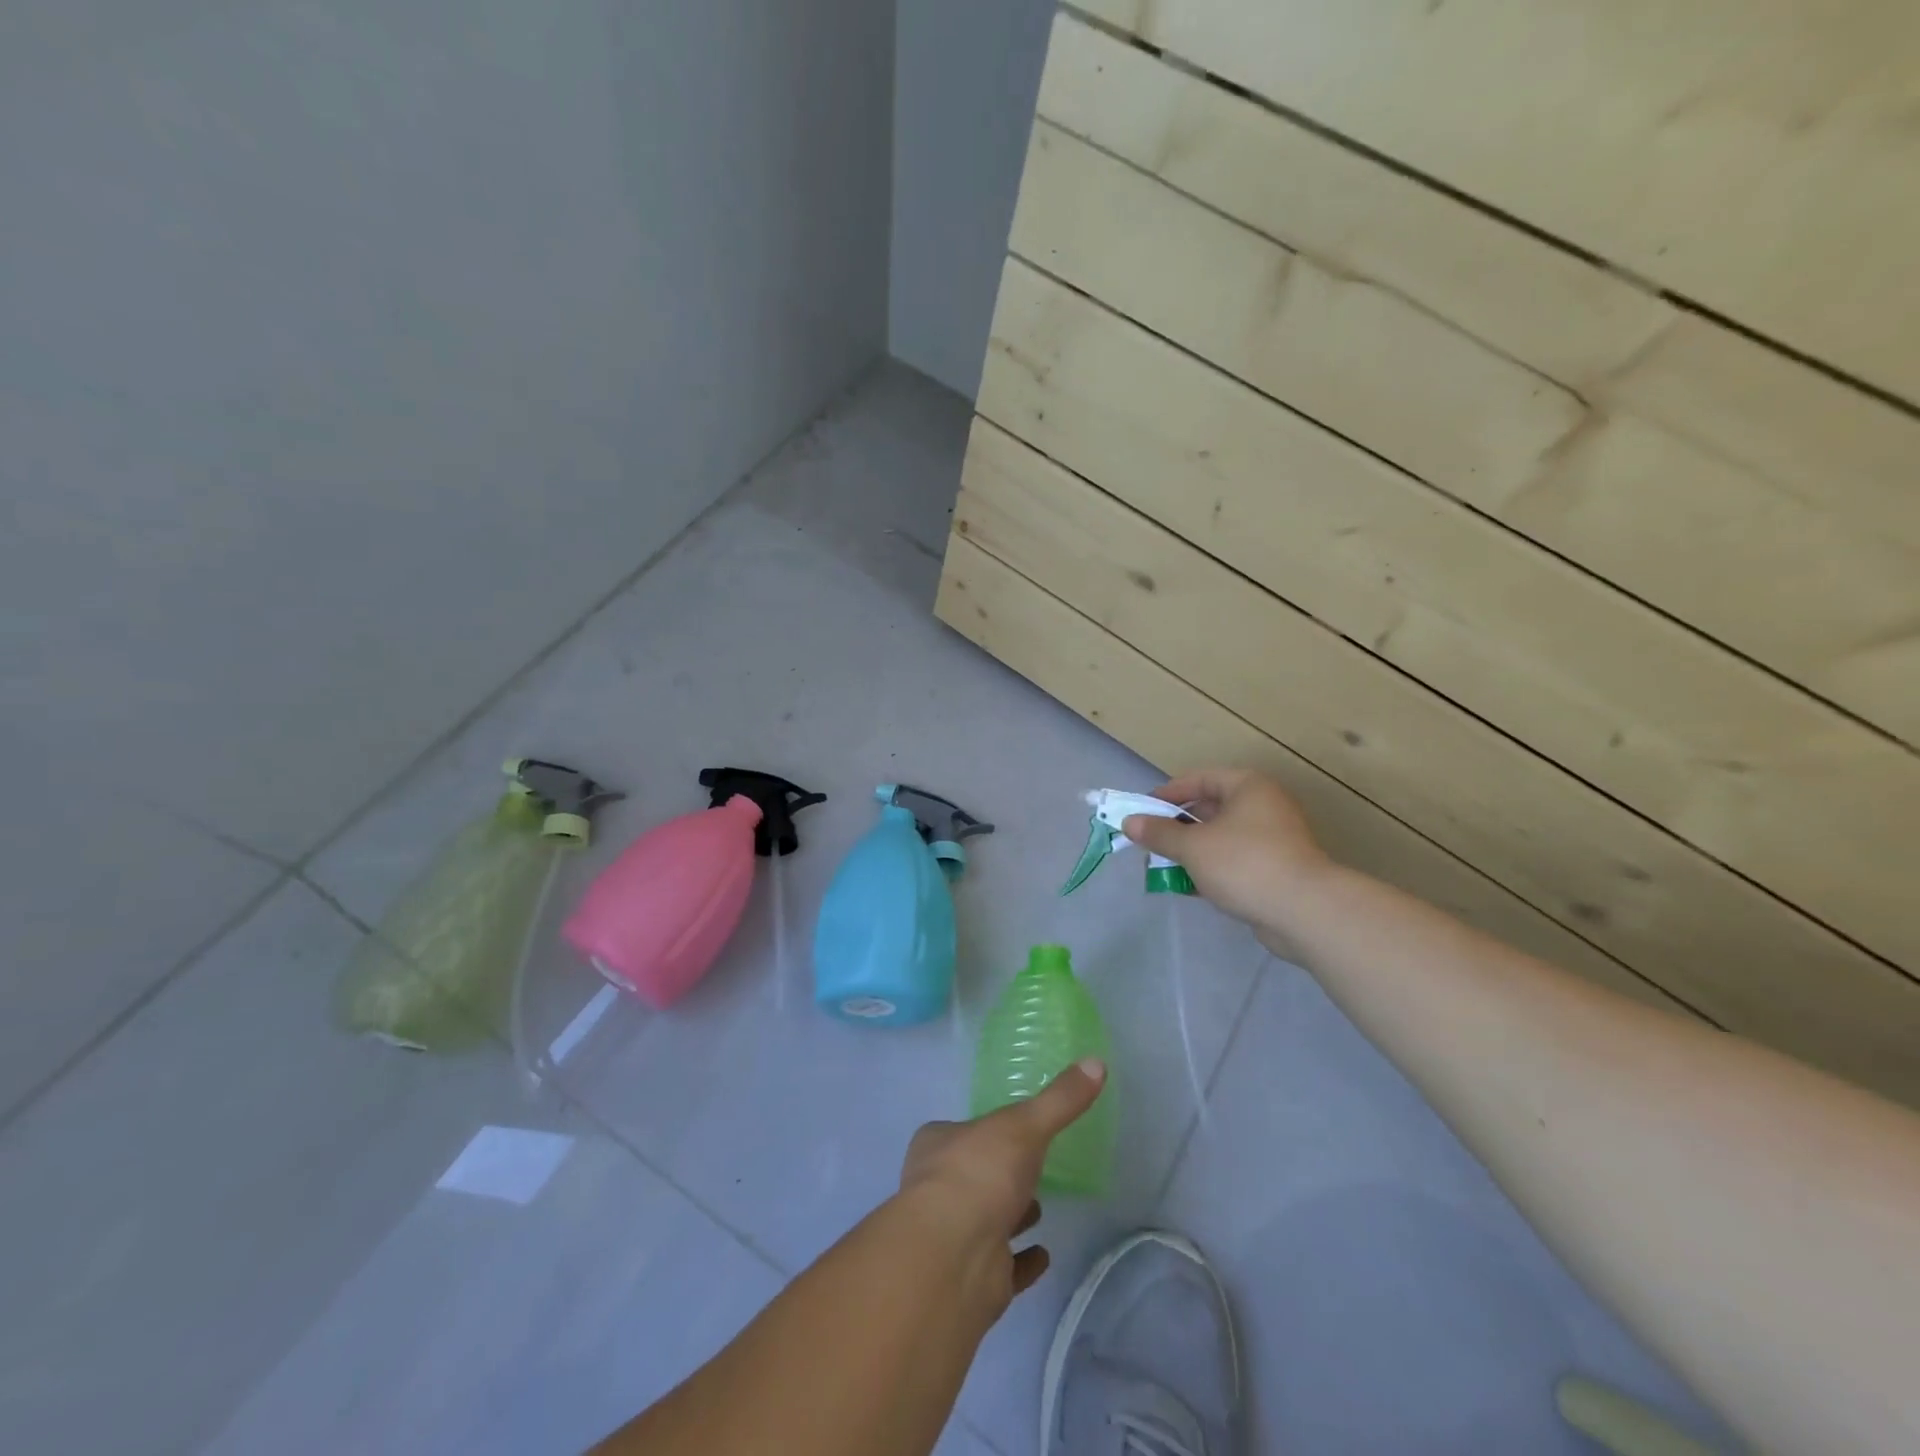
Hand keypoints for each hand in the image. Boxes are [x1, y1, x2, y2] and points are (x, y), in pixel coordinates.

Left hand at [897, 1059, 1107, 1301]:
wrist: (955, 1257)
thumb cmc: (980, 1173)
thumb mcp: (1025, 1125)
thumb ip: (1060, 1099)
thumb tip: (1096, 1062)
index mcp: (938, 1145)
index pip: (960, 1131)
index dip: (983, 1131)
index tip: (1012, 1131)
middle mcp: (938, 1187)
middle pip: (972, 1175)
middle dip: (999, 1173)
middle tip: (1031, 1169)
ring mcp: (954, 1235)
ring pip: (986, 1220)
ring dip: (1011, 1214)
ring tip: (1040, 1208)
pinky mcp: (975, 1276)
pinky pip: (1004, 1266)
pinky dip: (1022, 1261)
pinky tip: (1043, 1256)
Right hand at [1122, 769, 1330, 936]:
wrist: (1305, 912)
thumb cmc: (1245, 864)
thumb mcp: (1193, 846)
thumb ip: (1159, 833)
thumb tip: (1129, 822)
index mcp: (1248, 787)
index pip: (1199, 779)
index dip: (1167, 793)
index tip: (1141, 811)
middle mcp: (1263, 806)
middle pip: (1210, 808)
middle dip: (1177, 826)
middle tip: (1150, 841)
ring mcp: (1273, 839)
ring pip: (1221, 838)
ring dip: (1192, 851)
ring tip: (1165, 866)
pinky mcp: (1276, 869)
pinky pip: (1234, 861)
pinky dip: (1211, 869)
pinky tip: (1189, 887)